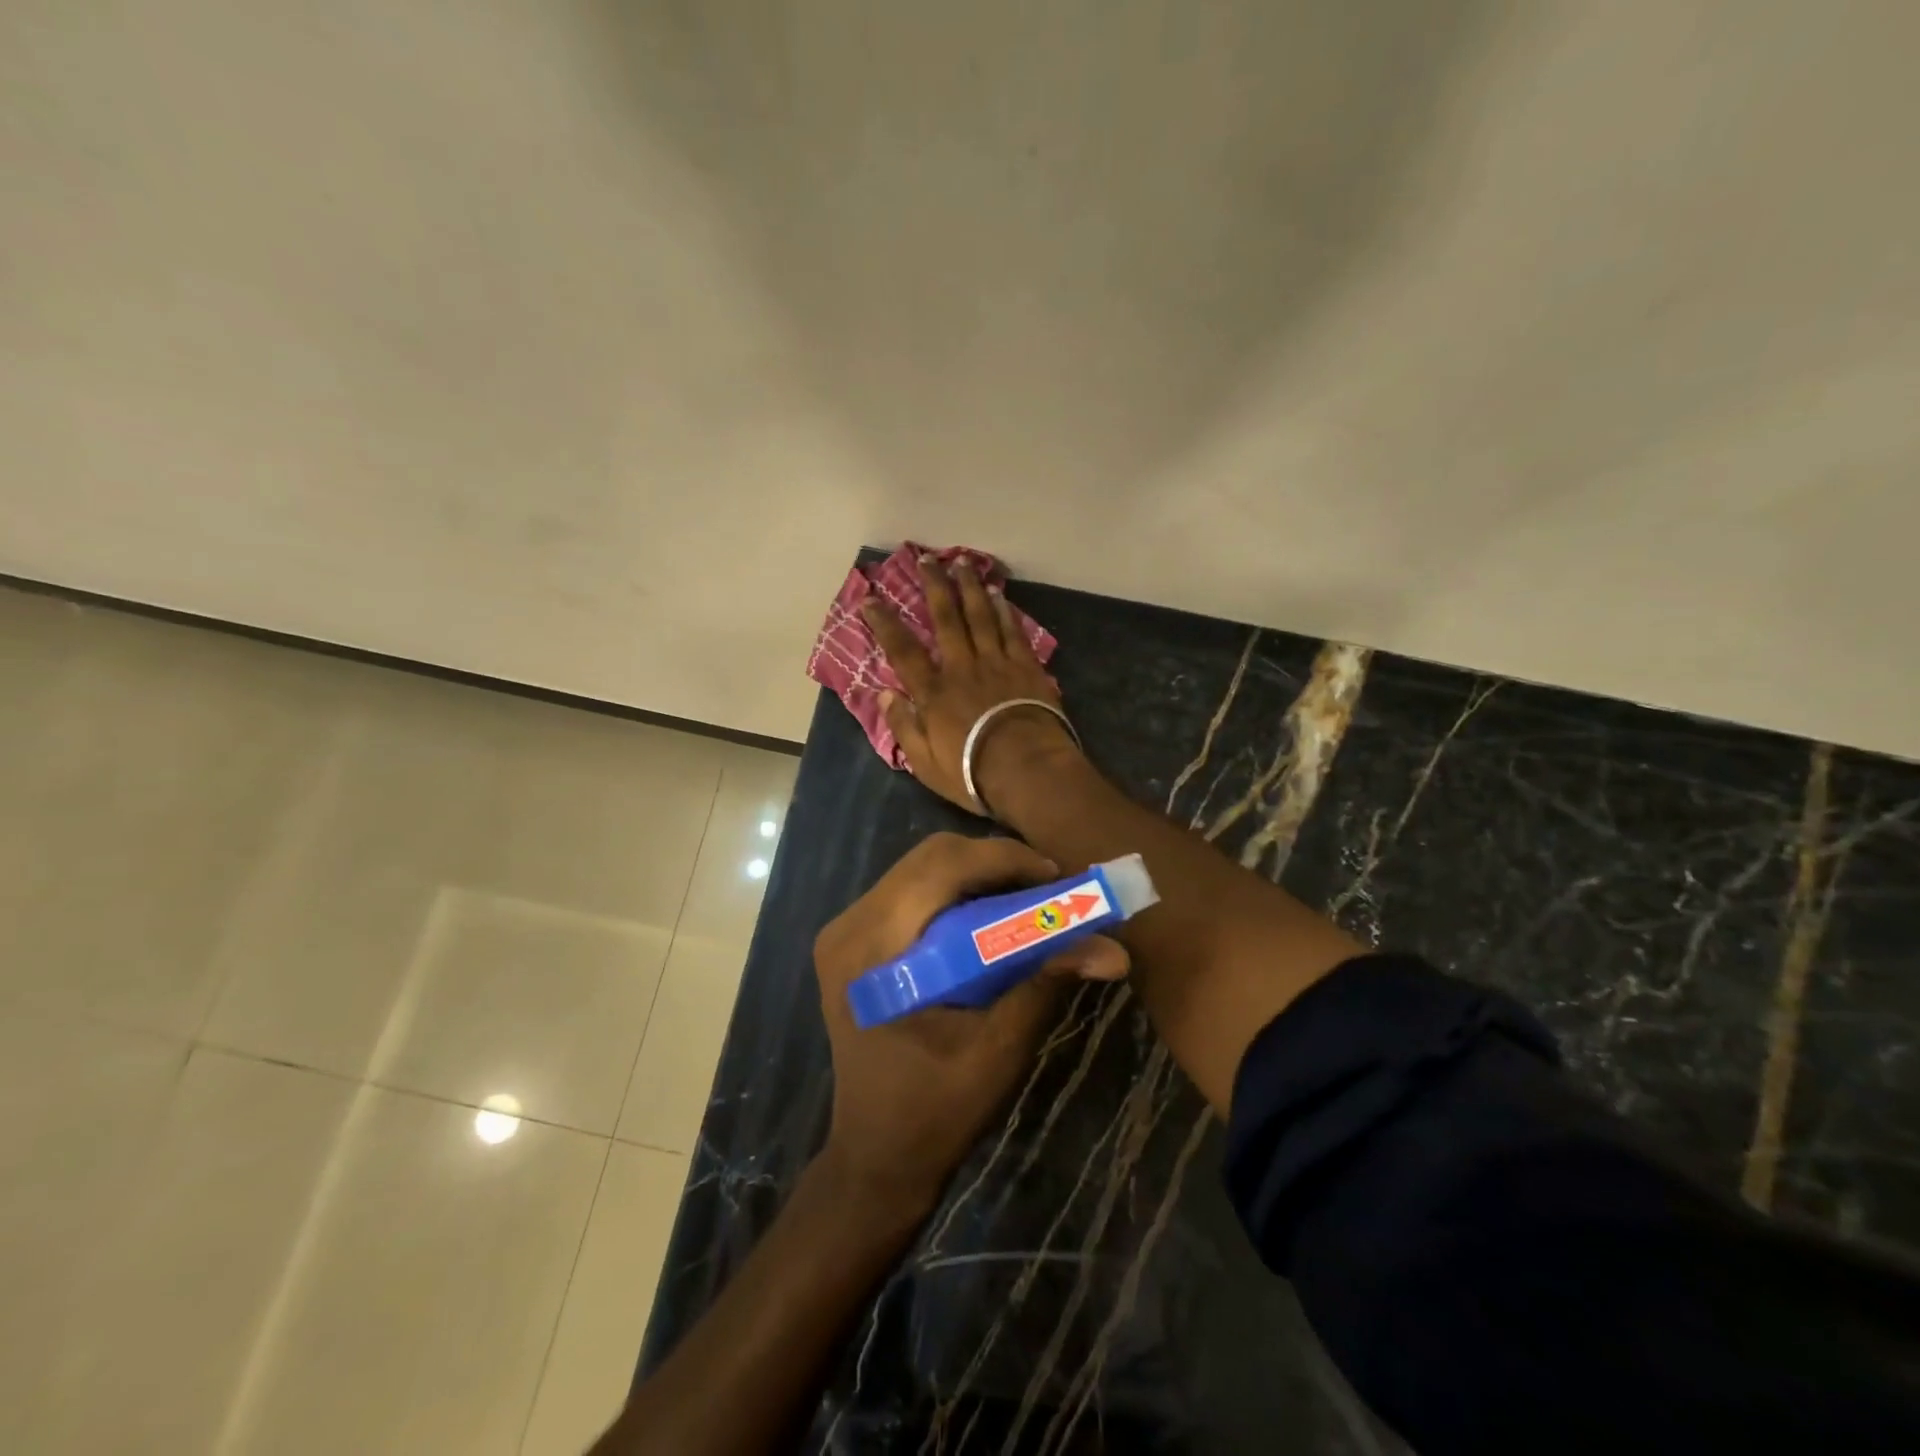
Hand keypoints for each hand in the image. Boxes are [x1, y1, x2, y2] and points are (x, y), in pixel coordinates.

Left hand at [813, 833, 1127, 1212]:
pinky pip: (912, 891)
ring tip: (1028, 901)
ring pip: (922, 869)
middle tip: (1048, 889)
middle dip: (995, 864)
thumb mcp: (998, 1049)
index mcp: (871, 948)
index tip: (1057, 876)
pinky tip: (990, 919)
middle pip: (929, 858)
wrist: (875, 1155)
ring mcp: (846, 930)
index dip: (1003, 860)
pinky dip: (957, 894)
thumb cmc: (934, 1110)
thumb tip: (1113, 948)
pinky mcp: (854, 940)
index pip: (939, 867)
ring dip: (978, 876)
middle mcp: (849, 925)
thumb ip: (1045, 985)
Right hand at [864, 556, 1082, 814]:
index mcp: (934, 692)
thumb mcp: (924, 762)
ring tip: (963, 562)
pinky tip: (1000, 594)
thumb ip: (903, 726)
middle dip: (934, 586)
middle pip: (946, 618)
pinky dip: (1004, 611)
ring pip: (980, 616)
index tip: (870, 599)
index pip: (903, 650)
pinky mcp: (1026, 667)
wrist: (1028, 770)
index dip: (885, 623)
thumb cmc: (972, 772)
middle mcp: (962, 667)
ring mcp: (997, 663)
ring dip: (970, 587)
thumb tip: (883, 694)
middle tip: (926, 558)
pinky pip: (1012, 631)